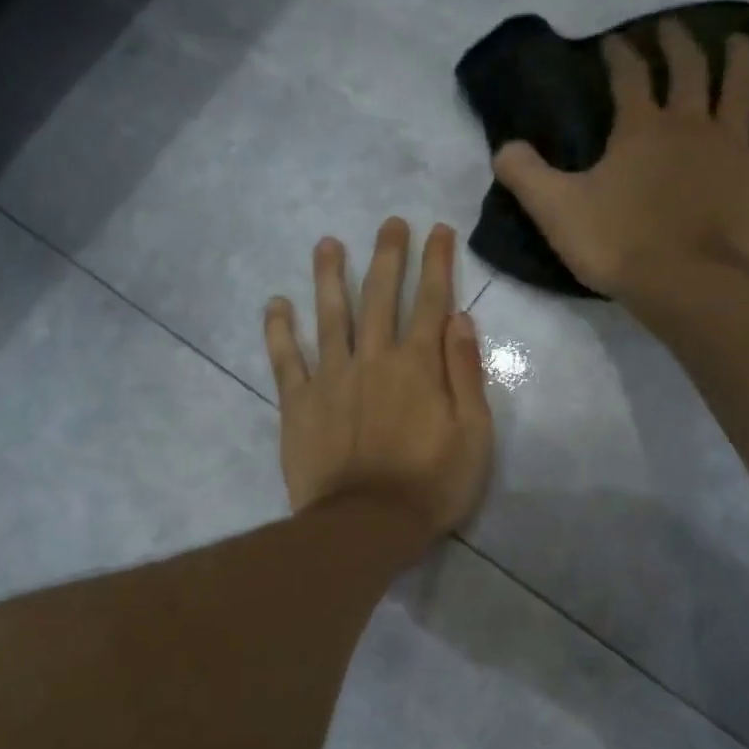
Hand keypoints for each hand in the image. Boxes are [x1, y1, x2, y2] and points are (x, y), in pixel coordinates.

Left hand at [264, 218, 493, 540]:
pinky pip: (285, 359)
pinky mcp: (298, 403)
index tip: (437, 230)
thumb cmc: (430, 486)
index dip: (436, 263)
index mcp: (418, 365)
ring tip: (327, 243)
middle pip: (380, 296)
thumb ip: (465, 374)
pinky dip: (279, 330)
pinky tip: (275, 304)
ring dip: (329, 276)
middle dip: (388, 255)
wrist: (366, 525)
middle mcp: (373, 359)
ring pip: (330, 315)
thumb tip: (460, 319)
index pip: (430, 301)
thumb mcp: (473, 435)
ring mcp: (331, 378)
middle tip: (390, 223)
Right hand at [491, 20, 748, 301]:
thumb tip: (504, 147)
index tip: (612, 44)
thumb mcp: (556, 211)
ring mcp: (733, 143)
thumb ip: (526, 176)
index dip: (619, 56)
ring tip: (737, 39)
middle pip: (688, 68)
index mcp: (640, 129)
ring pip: (742, 85)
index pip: (628, 77)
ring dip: (739, 56)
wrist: (683, 282)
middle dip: (677, 43)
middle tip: (670, 28)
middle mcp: (690, 122)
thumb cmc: (617, 244)